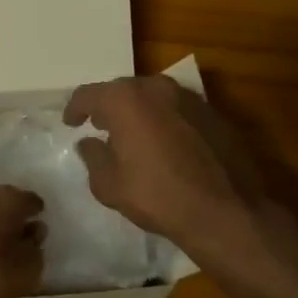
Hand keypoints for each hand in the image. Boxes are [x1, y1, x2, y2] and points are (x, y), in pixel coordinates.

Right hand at [63, 75, 263, 257]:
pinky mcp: (212, 112)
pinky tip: (164, 143)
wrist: (226, 210)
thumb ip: (93, 158)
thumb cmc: (158, 196)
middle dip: (108, 107)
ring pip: (152, 96)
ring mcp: (188, 97)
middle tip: (100, 127)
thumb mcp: (110, 185)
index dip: (75, 109)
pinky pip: (176, 108)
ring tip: (132, 135)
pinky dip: (163, 119)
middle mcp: (156, 87)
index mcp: (125, 99)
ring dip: (138, 111)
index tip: (71, 123)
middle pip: (122, 90)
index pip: (88, 94)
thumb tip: (89, 143)